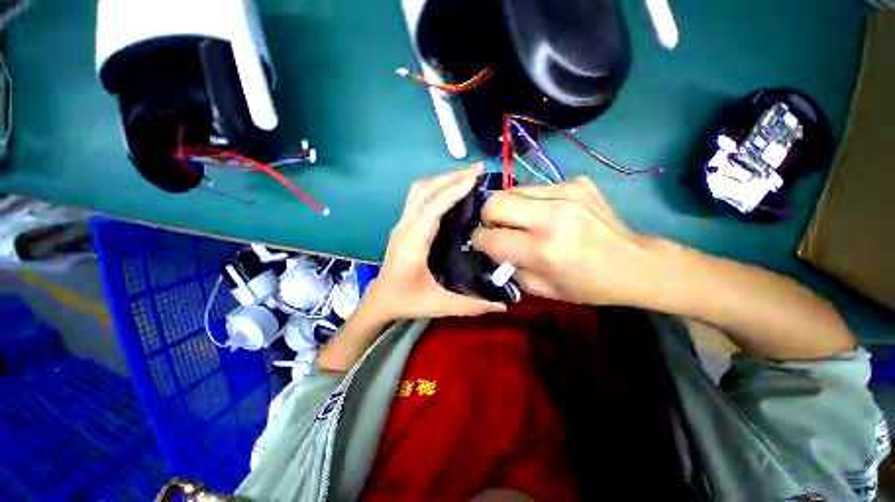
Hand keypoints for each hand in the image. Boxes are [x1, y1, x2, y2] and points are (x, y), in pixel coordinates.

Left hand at [364, 163, 507, 321]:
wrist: (380, 299)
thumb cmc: (407, 301)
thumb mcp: (440, 305)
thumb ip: (471, 306)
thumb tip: (503, 306)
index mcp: (412, 244)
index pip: (432, 208)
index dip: (453, 190)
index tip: (475, 177)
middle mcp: (404, 227)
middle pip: (424, 191)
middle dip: (451, 177)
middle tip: (478, 170)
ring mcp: (401, 223)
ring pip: (419, 190)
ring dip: (442, 178)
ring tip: (466, 175)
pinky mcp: (403, 224)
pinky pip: (417, 196)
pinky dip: (435, 186)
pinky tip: (450, 189)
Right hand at [472, 176, 668, 307]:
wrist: (634, 263)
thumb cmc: (587, 284)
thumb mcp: (541, 289)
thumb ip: (509, 267)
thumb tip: (491, 246)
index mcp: (543, 249)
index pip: (489, 236)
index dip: (479, 239)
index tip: (482, 242)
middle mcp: (552, 216)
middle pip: (495, 201)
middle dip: (487, 215)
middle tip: (498, 227)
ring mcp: (566, 192)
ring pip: (512, 190)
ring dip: (510, 207)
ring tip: (523, 221)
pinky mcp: (576, 182)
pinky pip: (537, 188)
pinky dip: (533, 202)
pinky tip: (549, 214)